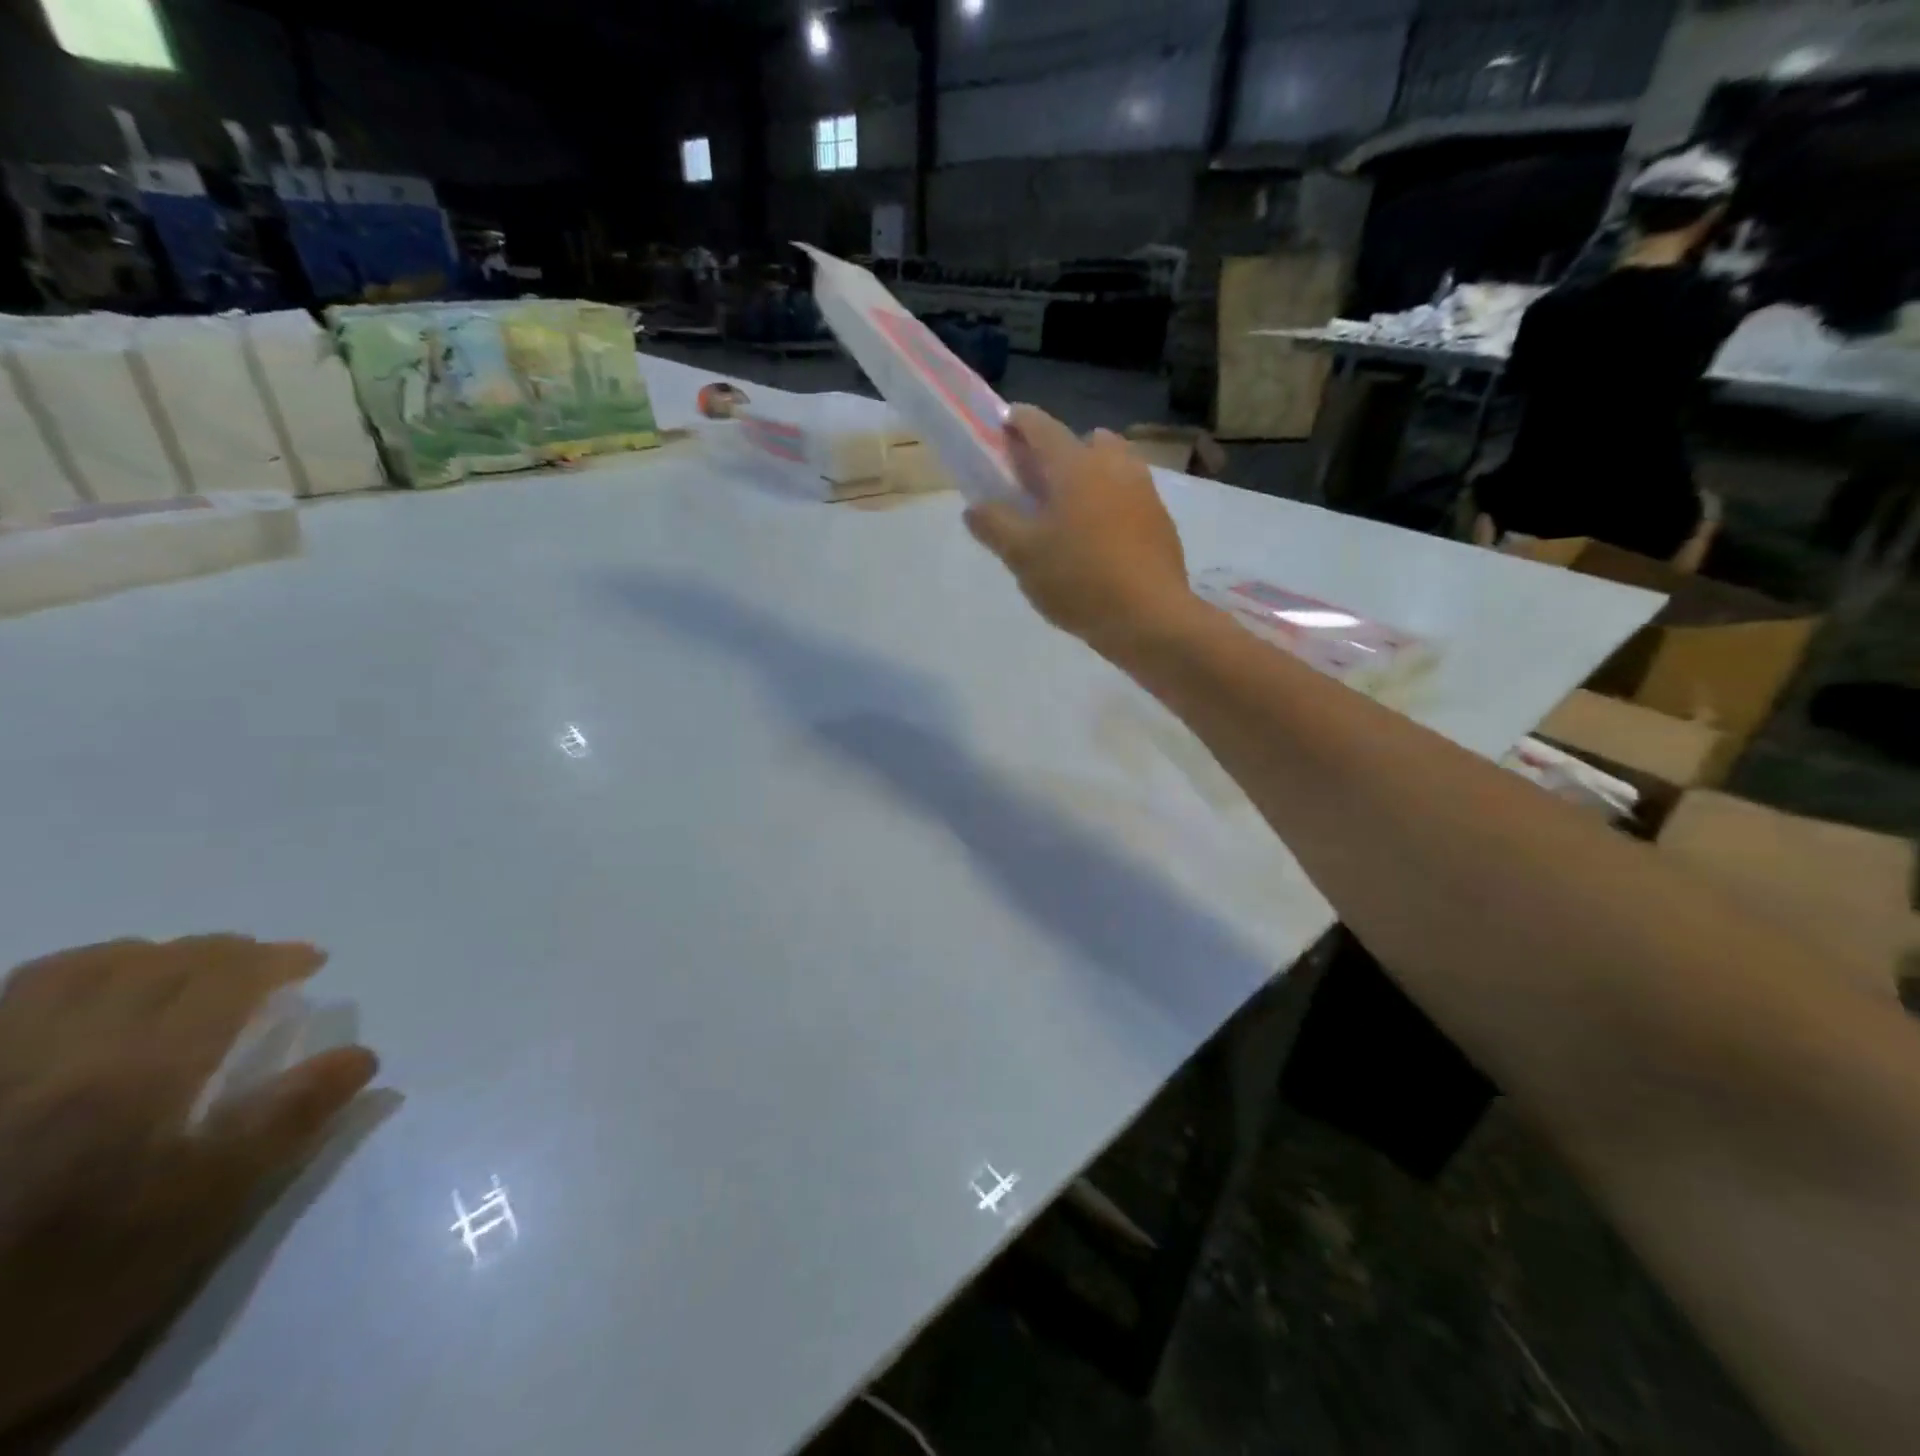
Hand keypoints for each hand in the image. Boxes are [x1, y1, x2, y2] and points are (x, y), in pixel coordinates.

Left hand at [0, 936, 376, 1439]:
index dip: (275, 960)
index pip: (222, 980)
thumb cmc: (78, 1281)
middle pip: (154, 964)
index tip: (312, 962)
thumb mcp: (201, 1212)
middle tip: (262, 964)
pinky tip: (89, 1000)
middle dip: (221, 952)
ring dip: (145, 956)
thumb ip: (286, 1122)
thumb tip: (361, 1057)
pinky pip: (9, 998)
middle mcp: (62, 1051)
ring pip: (74, 969)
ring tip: (180, 971)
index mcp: (139, 1076)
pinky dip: (71, 979)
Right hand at [965, 406, 1195, 657]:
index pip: (1041, 426)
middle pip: (1083, 443)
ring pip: (1112, 468)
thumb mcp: (1022, 556)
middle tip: (1038, 483)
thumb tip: (975, 508)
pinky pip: (1128, 498)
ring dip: (1089, 478)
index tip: (1004, 425)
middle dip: (1059, 454)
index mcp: (1075, 465)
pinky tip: (1098, 542)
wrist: (1149, 617)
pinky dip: (1110, 505)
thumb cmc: (1078, 579)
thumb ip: (994, 525)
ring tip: (1069, 515)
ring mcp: (1143, 491)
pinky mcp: (1160, 522)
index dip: (1018, 421)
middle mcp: (1113, 466)